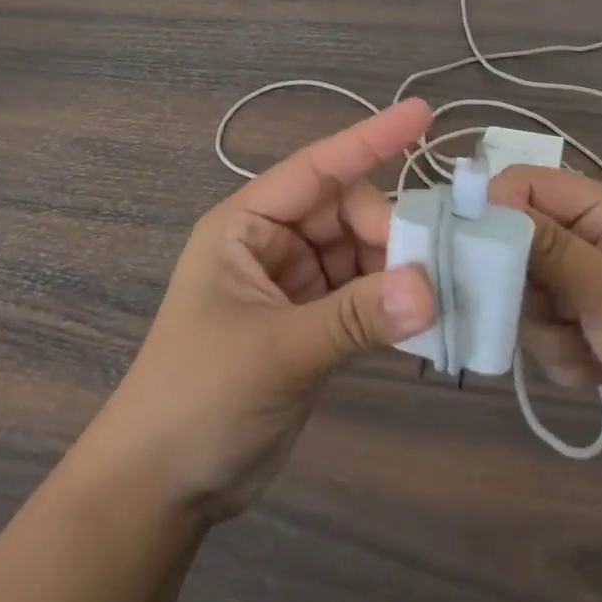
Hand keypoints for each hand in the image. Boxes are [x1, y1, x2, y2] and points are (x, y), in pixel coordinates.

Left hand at [80, 100, 437, 522]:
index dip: (371, 138)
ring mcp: (294, 284)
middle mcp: (272, 244)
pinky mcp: (312, 324)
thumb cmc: (198, 397)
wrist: (162, 487)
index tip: (424, 115)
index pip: (316, 167)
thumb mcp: (276, 350)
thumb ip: (355, 317)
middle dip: (389, 231)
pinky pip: (364, 296)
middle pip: (346, 213)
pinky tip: (424, 322)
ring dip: (397, 269)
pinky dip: (391, 304)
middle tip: (431, 268)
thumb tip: (431, 288)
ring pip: (361, 254)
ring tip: (439, 295)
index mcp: (246, 225)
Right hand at [491, 165, 601, 469]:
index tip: (467, 245)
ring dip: (543, 329)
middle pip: (511, 244)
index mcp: (597, 212)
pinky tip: (595, 370)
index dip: (491, 207)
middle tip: (539, 308)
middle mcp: (583, 243)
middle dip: (517, 284)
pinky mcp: (580, 332)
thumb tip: (486, 202)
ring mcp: (580, 290)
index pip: (523, 186)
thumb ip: (546, 247)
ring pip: (520, 296)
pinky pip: (538, 336)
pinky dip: (560, 356)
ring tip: (584, 345)